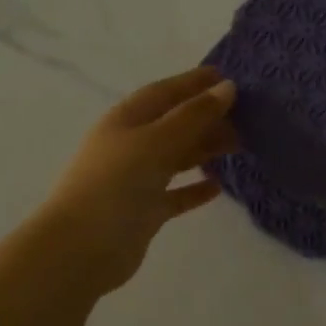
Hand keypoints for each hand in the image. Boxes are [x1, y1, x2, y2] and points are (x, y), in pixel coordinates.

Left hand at [35, 67, 237, 294]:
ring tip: (238, 145)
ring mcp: (136, 180)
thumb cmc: (115, 184)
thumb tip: (227, 88)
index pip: (164, 92)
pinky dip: (195, 188)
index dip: (193, 82)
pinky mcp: (144, 211)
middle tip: (245, 116)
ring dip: (204, 150)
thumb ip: (193, 116)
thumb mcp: (155, 142)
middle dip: (206, 117)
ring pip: (176, 157)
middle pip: (173, 124)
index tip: (227, 77)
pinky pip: (175, 194)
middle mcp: (130, 146)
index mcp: (126, 120)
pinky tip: (218, 187)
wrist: (80, 248)